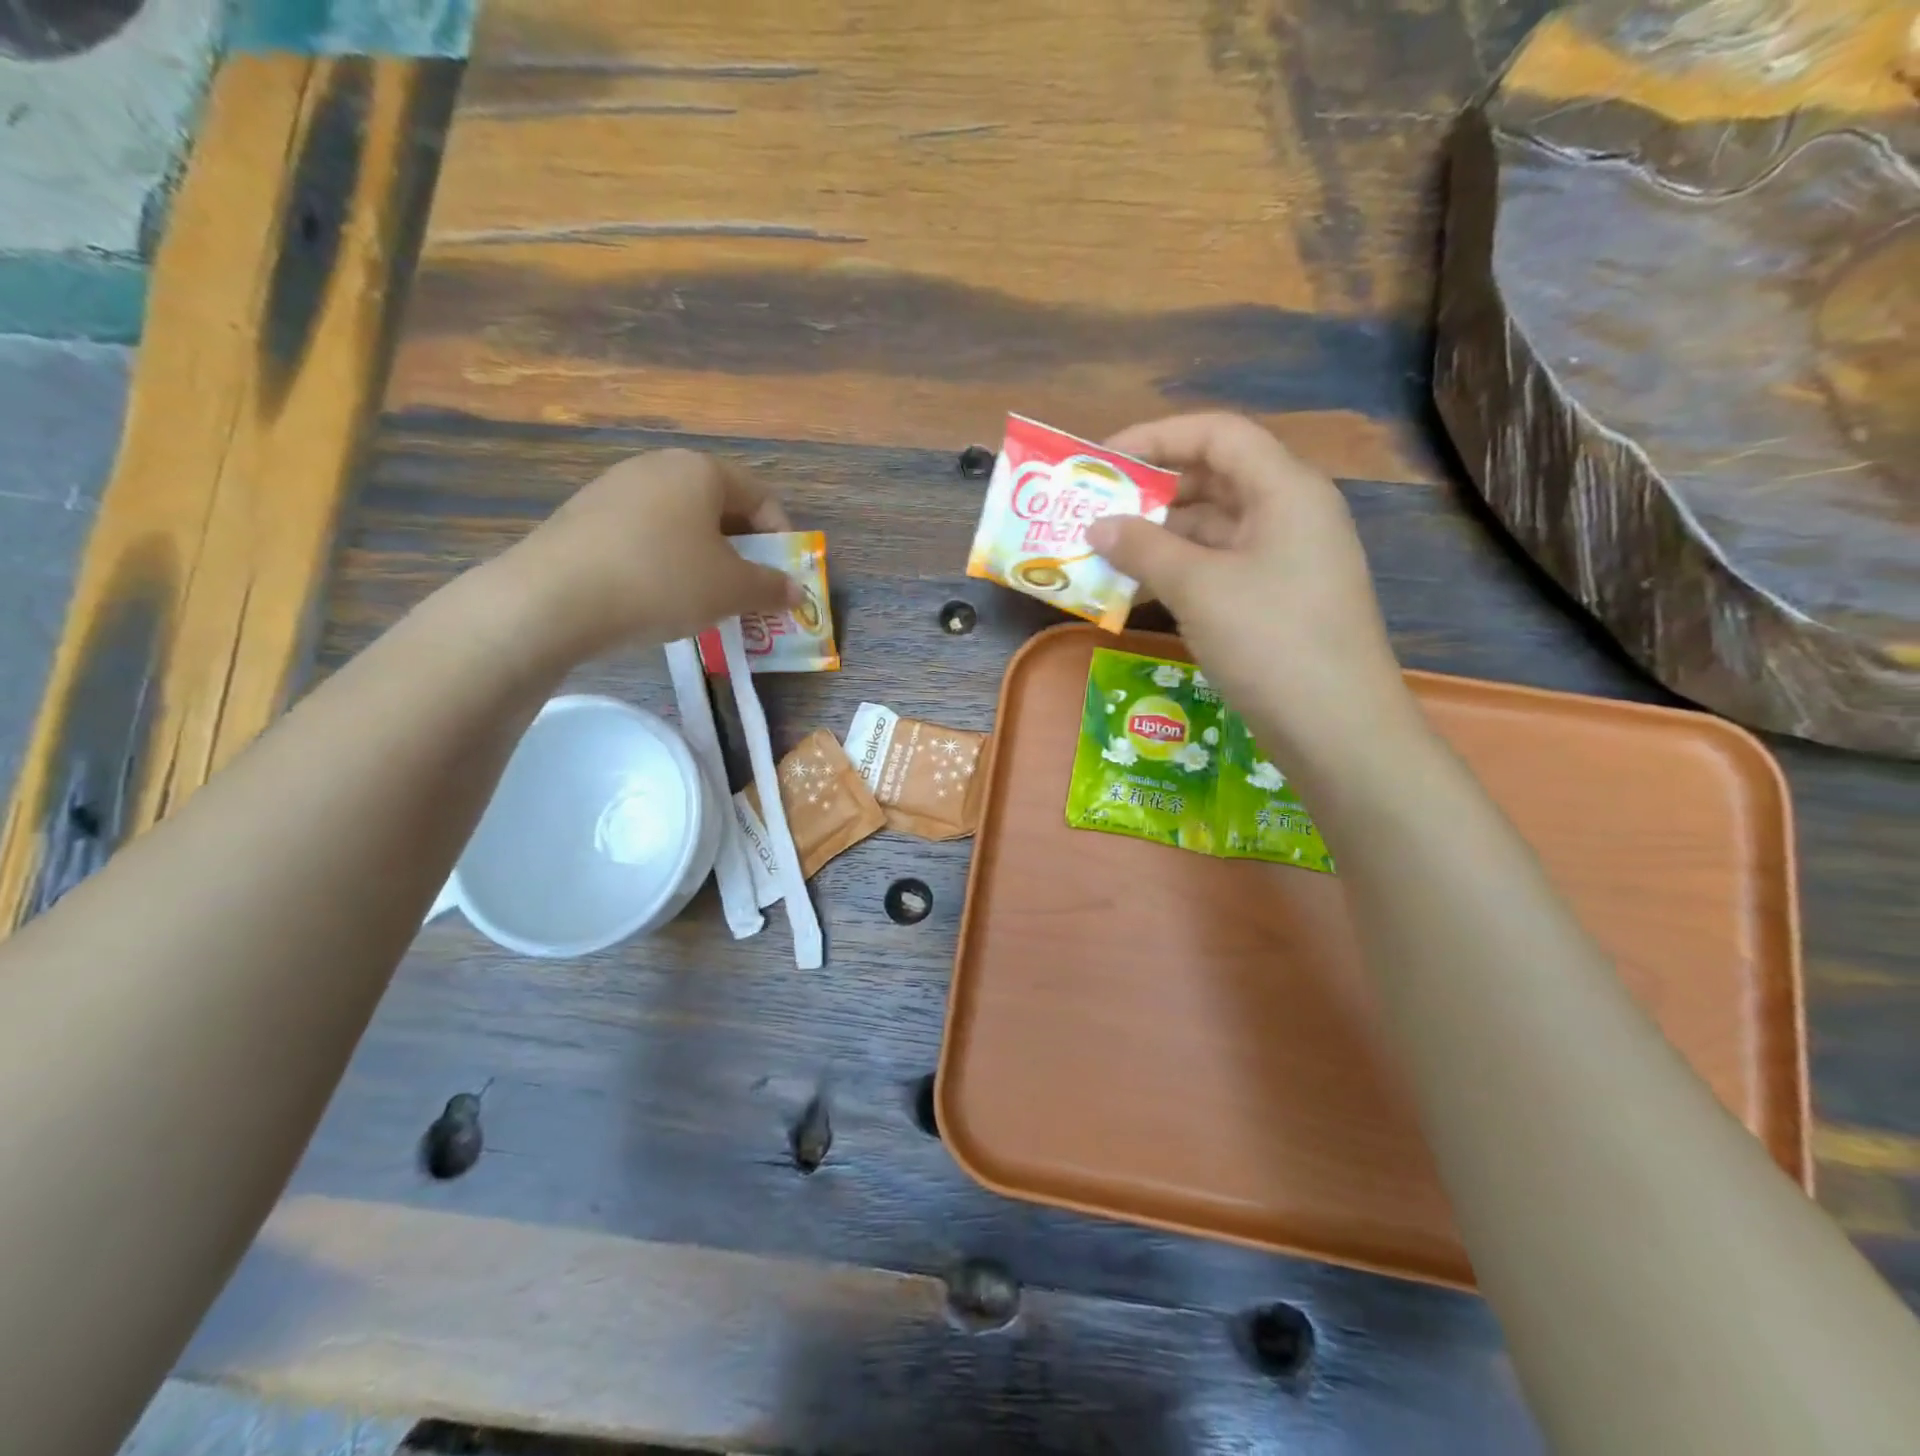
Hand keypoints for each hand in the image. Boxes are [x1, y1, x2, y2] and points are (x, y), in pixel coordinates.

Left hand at [489, 450, 800, 662]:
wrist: (555, 598)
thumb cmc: (663, 581)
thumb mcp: (732, 590)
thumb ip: (771, 588)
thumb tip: (796, 591)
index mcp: (701, 470)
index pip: (762, 497)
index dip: (782, 539)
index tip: (782, 578)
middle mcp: (658, 466)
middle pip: (719, 507)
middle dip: (743, 551)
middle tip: (748, 591)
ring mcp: (615, 488)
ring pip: (681, 523)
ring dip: (704, 559)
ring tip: (705, 599)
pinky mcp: (584, 516)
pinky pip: (644, 535)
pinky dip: (665, 562)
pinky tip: (658, 597)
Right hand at [1087, 413, 1415, 765]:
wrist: (1336, 727)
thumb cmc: (1271, 641)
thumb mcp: (1198, 587)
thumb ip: (1143, 548)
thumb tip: (1097, 526)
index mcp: (1284, 489)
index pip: (1217, 434)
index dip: (1156, 437)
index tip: (1102, 461)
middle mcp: (1288, 513)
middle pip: (1213, 479)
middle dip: (1150, 492)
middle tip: (1094, 511)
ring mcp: (1284, 560)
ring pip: (1212, 529)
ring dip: (1158, 538)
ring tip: (1102, 553)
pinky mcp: (1275, 600)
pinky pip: (1218, 569)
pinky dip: (1177, 573)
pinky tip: (1135, 591)